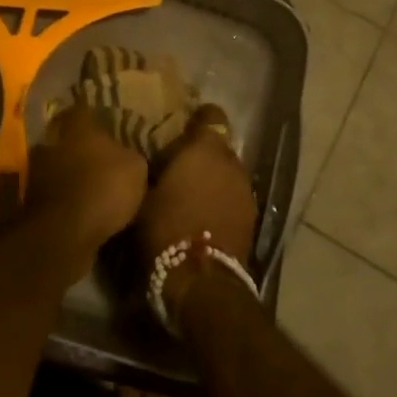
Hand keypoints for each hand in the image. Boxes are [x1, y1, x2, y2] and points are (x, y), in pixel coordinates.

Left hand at [26, 106, 148, 262]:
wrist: (65, 233)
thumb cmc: (104, 188)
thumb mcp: (135, 168)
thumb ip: (130, 155)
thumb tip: (127, 155)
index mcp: (77, 125)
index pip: (84, 109)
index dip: (96, 117)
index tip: (108, 125)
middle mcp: (52, 140)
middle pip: (66, 136)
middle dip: (81, 146)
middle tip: (101, 157)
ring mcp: (37, 170)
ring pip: (57, 164)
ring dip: (70, 173)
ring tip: (91, 186)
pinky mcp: (31, 199)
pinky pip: (53, 192)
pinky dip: (64, 197)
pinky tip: (81, 208)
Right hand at [137, 105, 258, 313]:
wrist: (201, 281)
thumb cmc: (166, 228)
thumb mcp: (143, 193)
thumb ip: (152, 168)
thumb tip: (152, 160)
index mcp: (205, 148)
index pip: (211, 115)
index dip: (198, 120)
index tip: (181, 129)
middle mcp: (231, 161)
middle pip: (220, 146)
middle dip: (203, 153)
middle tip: (180, 164)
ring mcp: (245, 190)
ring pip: (228, 172)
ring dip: (214, 177)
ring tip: (192, 192)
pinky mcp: (252, 217)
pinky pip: (234, 196)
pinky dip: (223, 199)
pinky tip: (205, 214)